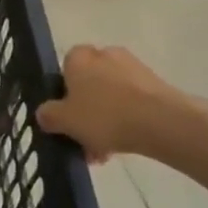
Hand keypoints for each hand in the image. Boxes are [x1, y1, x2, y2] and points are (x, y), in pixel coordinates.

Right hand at [36, 44, 189, 160]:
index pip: (64, 69)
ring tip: (104, 152)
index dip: (62, 93)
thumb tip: (45, 113)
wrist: (162, 122)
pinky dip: (126, 120)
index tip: (65, 116)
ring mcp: (133, 68)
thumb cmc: (104, 115)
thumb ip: (48, 115)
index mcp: (79, 57)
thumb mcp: (63, 120)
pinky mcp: (156, 85)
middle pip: (89, 85)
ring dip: (105, 121)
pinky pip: (132, 103)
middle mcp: (106, 55)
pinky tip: (123, 146)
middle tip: (83, 139)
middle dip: (85, 112)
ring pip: (110, 97)